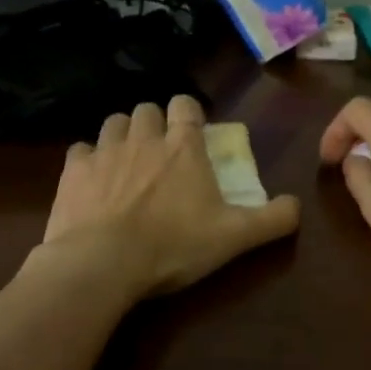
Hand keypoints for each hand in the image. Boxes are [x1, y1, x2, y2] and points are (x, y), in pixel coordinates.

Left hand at [39, 96, 300, 298]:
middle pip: (147, 110)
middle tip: (159, 149)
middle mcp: (144, 138)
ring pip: (113, 122)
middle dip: (154, 122)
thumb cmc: (174, 246)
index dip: (189, 112)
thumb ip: (272, 220)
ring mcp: (105, 151)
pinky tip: (92, 178)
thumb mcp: (234, 238)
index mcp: (184, 147)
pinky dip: (88, 159)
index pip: (186, 106)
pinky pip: (80, 150)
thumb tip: (297, 205)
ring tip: (126, 159)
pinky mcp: (73, 171)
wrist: (103, 263)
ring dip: (122, 135)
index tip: (192, 129)